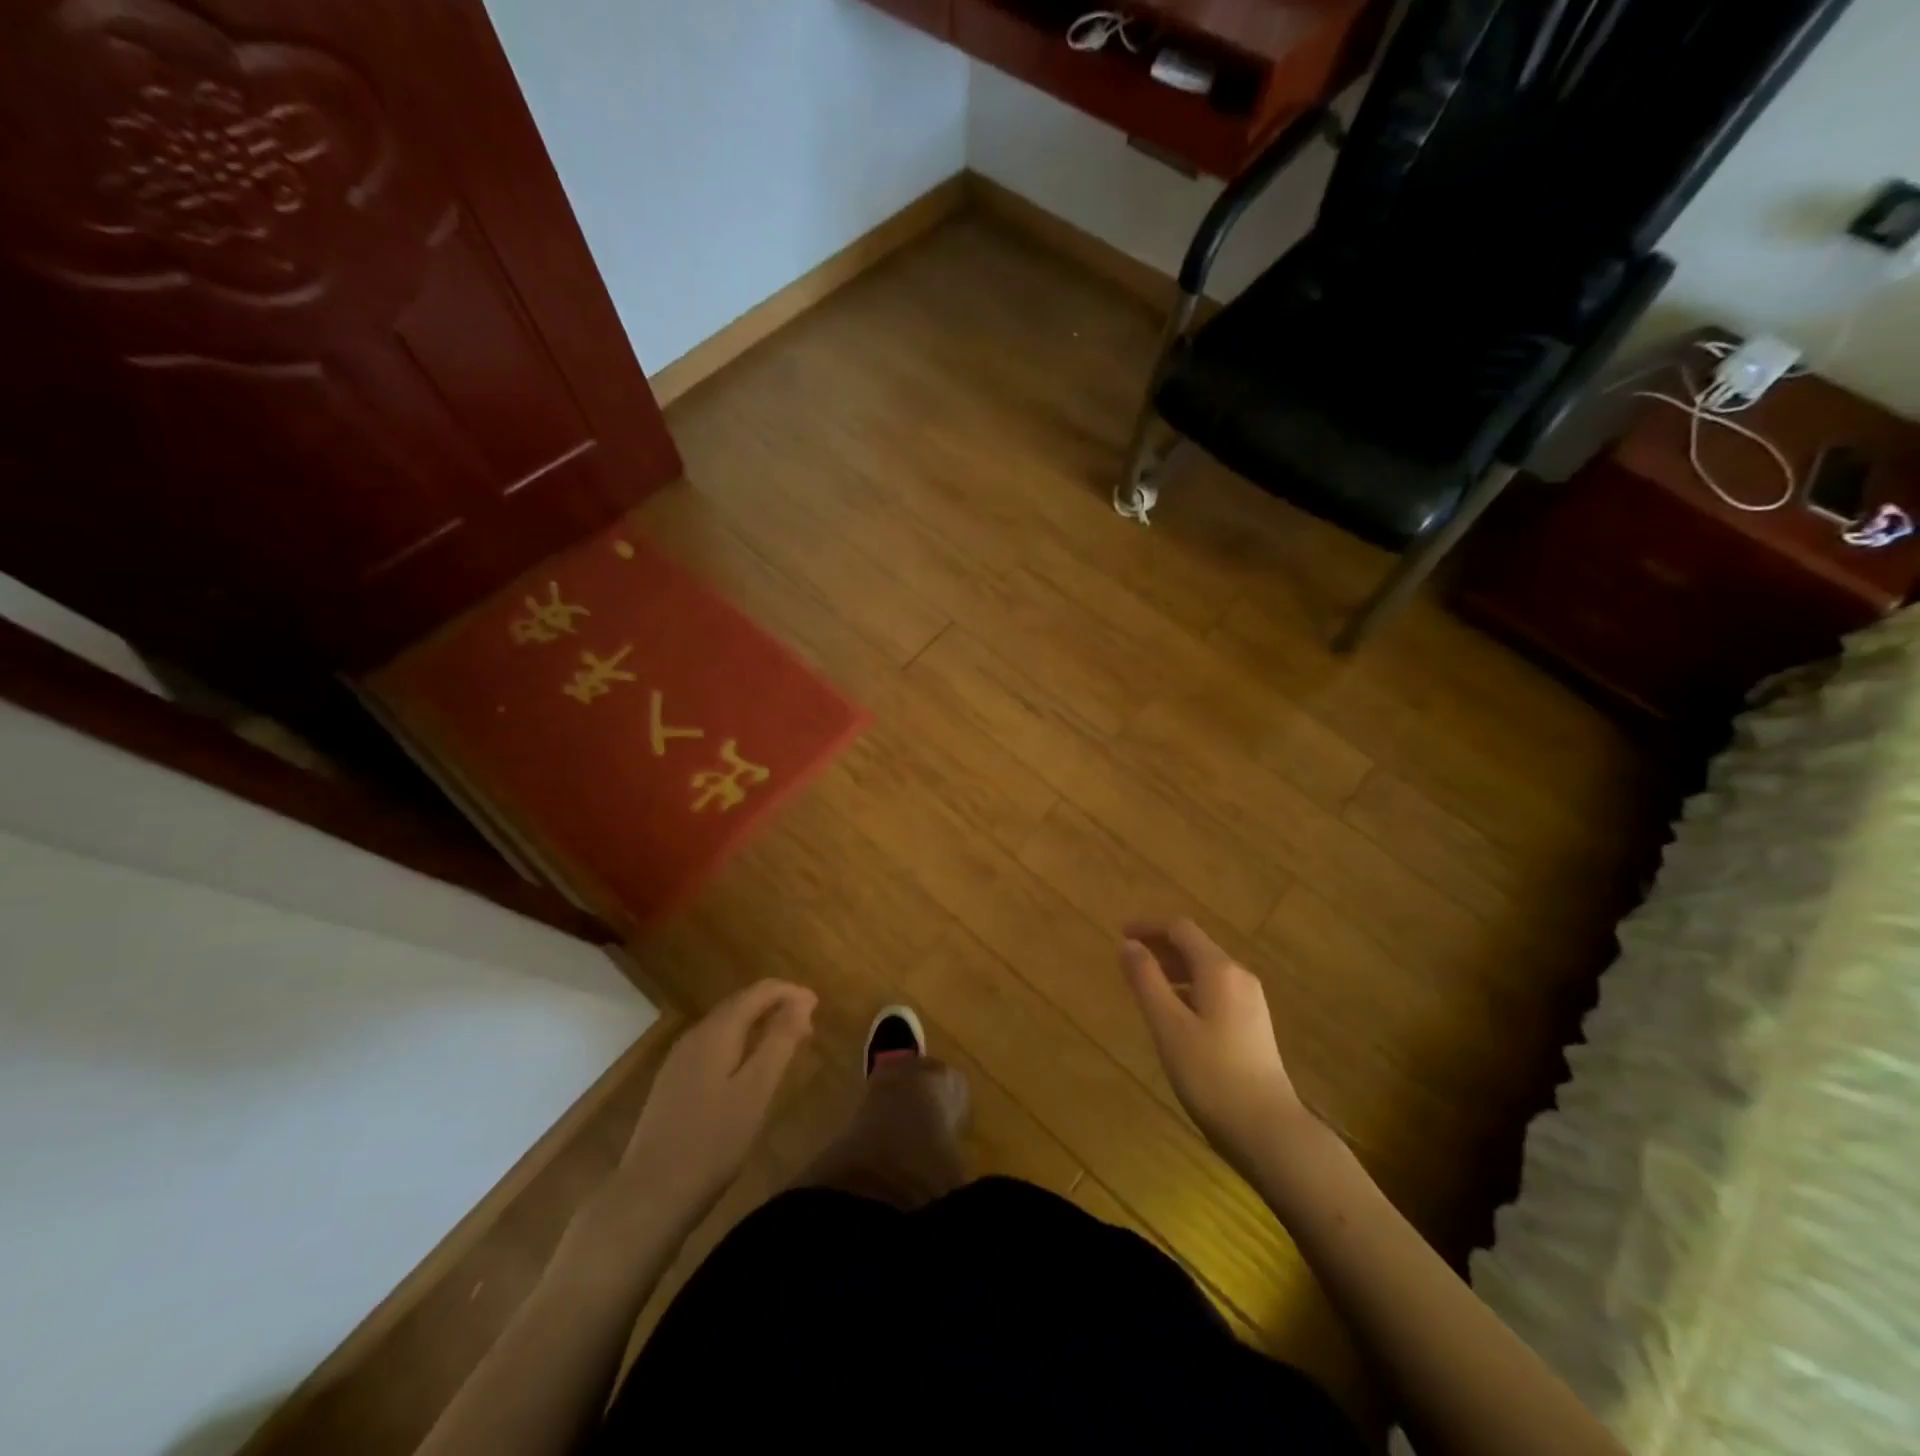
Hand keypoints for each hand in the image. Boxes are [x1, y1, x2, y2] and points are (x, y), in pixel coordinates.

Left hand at [616, 979, 816, 1223]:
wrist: (649, 1196)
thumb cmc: (712, 1142)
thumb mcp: (756, 1090)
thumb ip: (780, 1041)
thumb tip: (802, 1001)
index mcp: (716, 1032)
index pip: (758, 991)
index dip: (791, 992)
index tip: (818, 1005)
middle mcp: (695, 1036)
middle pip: (740, 1004)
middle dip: (776, 1006)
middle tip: (808, 1026)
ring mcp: (679, 1060)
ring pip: (727, 1026)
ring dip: (759, 1026)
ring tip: (787, 1044)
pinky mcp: (674, 1084)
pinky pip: (715, 1047)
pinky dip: (741, 1045)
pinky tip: (750, 1069)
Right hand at [1120, 920, 1312, 1167]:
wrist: (1268, 1130)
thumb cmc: (1211, 1074)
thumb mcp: (1168, 1026)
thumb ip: (1146, 980)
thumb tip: (1128, 944)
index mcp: (1219, 970)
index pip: (1181, 929)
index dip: (1149, 927)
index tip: (1121, 934)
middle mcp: (1239, 977)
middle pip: (1195, 947)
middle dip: (1160, 947)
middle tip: (1128, 961)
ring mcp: (1251, 1002)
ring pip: (1206, 970)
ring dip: (1173, 970)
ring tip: (1145, 987)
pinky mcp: (1253, 1026)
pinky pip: (1215, 991)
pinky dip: (1189, 990)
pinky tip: (1174, 1016)